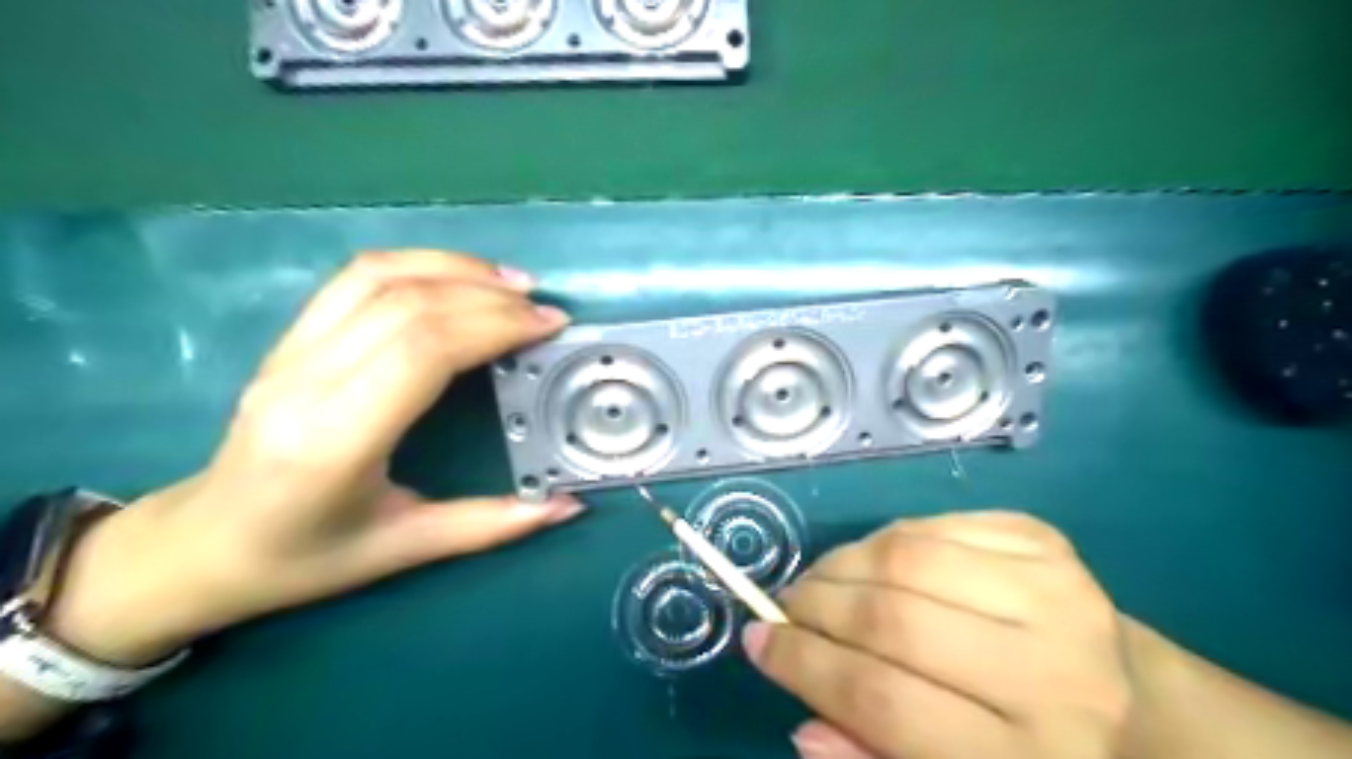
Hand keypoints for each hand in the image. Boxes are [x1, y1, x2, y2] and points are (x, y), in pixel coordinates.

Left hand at [40, 253, 581, 667]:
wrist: (201, 547)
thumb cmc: (303, 558)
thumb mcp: (403, 550)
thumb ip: (491, 524)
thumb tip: (569, 506)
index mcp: (335, 440)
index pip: (423, 350)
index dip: (494, 325)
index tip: (548, 326)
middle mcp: (306, 381)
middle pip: (408, 304)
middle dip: (489, 297)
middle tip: (545, 310)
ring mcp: (289, 351)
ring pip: (378, 276)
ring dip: (455, 268)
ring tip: (512, 282)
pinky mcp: (289, 337)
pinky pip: (355, 278)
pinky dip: (417, 264)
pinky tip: (458, 276)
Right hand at [744, 514, 1132, 756]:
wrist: (1142, 710)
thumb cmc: (1034, 755)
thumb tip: (801, 722)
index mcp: (1030, 758)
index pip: (882, 699)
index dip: (802, 665)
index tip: (756, 643)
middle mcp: (1051, 670)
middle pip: (891, 618)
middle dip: (815, 606)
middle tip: (785, 607)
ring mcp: (1055, 590)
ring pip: (906, 557)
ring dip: (841, 564)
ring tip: (820, 582)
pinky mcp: (1045, 541)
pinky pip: (932, 525)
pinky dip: (884, 540)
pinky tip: (874, 562)